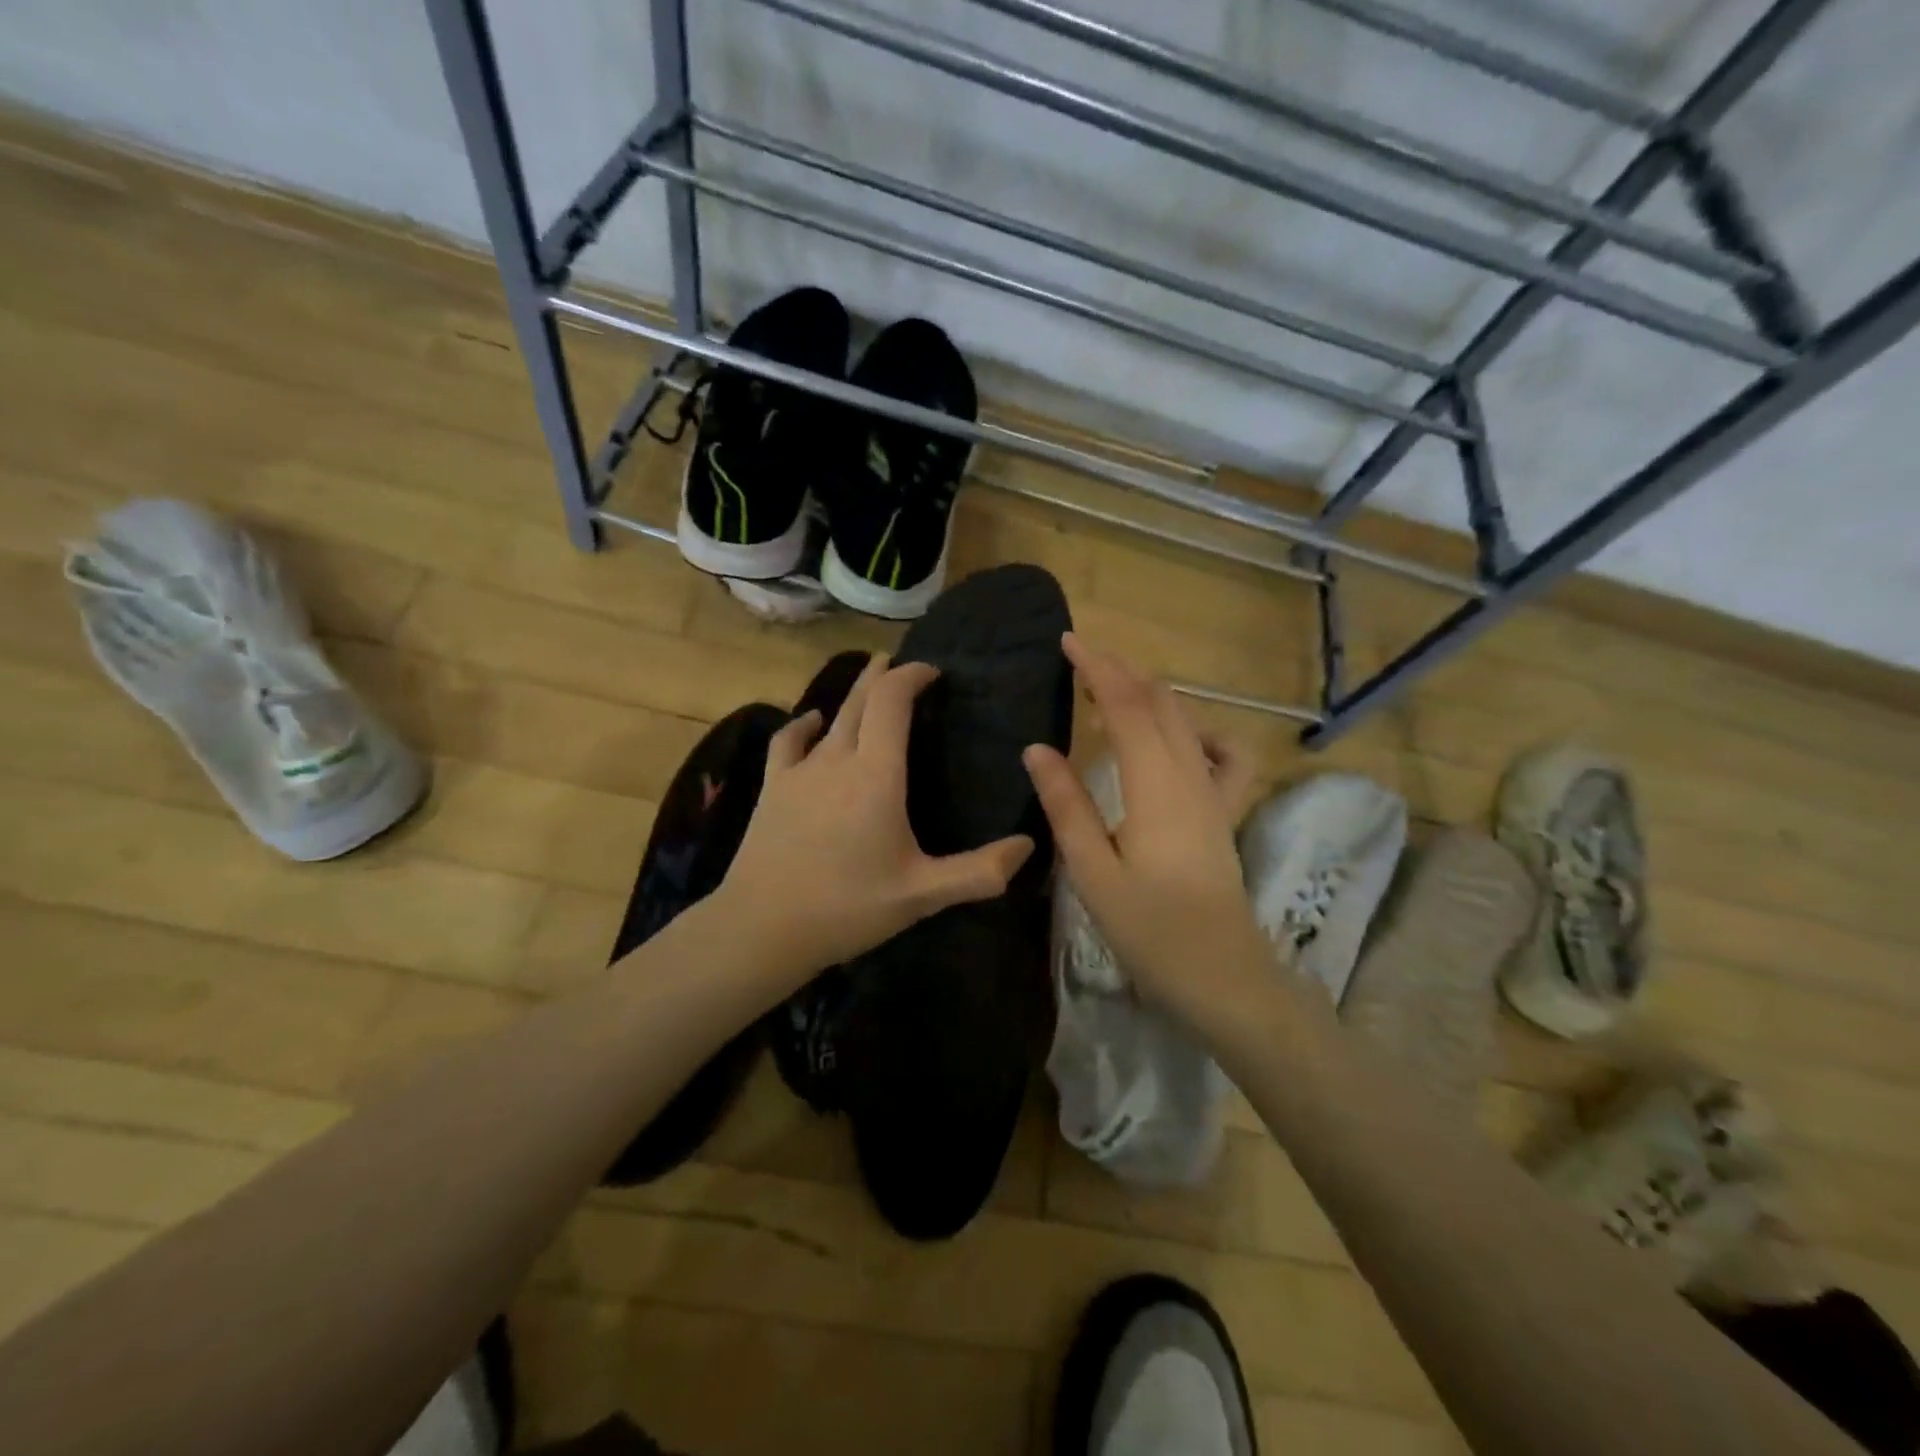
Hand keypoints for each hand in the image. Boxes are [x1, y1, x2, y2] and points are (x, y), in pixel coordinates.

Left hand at [719, 654, 1034, 981]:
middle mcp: (837, 759)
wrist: (762, 928)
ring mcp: (799, 771)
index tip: (931, 671)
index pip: (891, 701)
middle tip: (902, 663)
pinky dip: (805, 725)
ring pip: (830, 716)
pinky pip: (788, 741)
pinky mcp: (772, 788)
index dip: (911, 675)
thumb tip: (1029, 845)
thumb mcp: (923, 895)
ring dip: (852, 695)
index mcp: (876, 775)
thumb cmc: (848, 907)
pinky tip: (812, 723)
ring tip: (868, 681)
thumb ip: (980, 872)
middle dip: (883, 674)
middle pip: (860, 699)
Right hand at [1023, 634, 1274, 1033]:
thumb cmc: (1149, 927)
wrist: (1221, 973)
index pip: (1126, 706)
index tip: (1068, 642)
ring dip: (1150, 693)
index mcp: (1154, 784)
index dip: (1097, 668)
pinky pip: (1224, 755)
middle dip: (1120, 671)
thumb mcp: (1092, 870)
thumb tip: (1037, 748)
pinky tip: (1182, 737)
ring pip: (1187, 720)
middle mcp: (1190, 774)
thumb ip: (1066, 805)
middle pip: (1159, 702)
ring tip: (1113, 688)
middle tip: (1081, 659)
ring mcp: (1214, 791)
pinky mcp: (1224, 811)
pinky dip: (1201, 731)